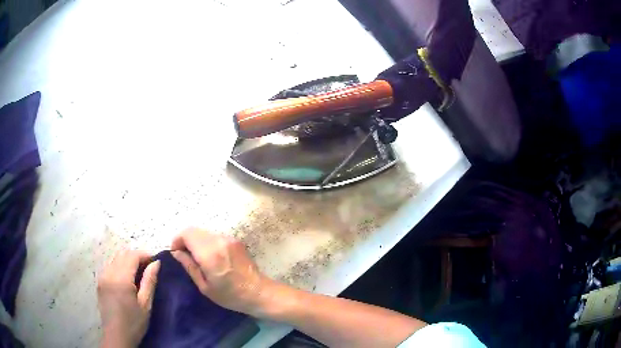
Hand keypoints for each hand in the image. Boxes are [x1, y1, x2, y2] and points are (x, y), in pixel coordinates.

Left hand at [97, 250, 160, 347]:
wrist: (116, 336)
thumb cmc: (134, 323)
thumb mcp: (145, 304)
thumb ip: (150, 281)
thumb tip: (156, 263)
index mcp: (121, 279)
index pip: (132, 256)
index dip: (144, 255)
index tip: (155, 261)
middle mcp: (109, 273)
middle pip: (122, 254)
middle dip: (136, 256)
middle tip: (148, 267)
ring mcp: (102, 276)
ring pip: (115, 258)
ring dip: (127, 260)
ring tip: (138, 272)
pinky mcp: (99, 282)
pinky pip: (109, 266)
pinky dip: (119, 266)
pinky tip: (126, 278)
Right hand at [171, 228, 270, 316]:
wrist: (259, 292)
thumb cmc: (230, 295)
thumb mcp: (205, 286)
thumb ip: (189, 266)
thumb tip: (176, 253)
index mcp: (209, 254)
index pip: (187, 234)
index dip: (177, 240)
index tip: (176, 253)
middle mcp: (219, 241)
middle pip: (195, 230)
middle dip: (186, 240)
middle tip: (185, 256)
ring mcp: (229, 239)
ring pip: (205, 232)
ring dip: (197, 241)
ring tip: (198, 258)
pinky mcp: (236, 241)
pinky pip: (215, 236)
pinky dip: (207, 243)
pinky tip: (211, 257)